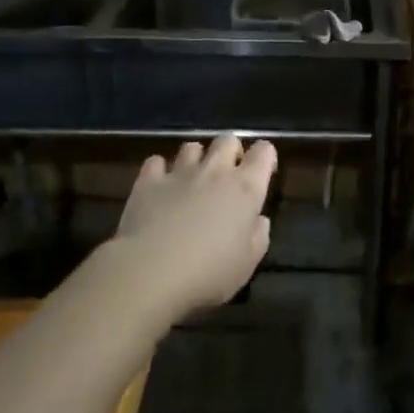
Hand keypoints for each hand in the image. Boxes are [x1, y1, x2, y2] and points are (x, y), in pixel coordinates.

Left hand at [113, 135, 277, 318]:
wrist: (152, 270)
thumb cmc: (209, 272)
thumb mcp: (247, 263)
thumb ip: (258, 236)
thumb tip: (259, 220)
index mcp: (245, 188)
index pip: (263, 152)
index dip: (265, 156)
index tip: (263, 171)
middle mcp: (215, 171)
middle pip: (227, 140)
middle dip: (231, 151)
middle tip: (228, 174)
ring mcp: (179, 173)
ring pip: (192, 147)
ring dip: (196, 158)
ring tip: (193, 178)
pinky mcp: (148, 181)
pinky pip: (156, 162)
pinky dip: (160, 170)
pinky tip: (160, 185)